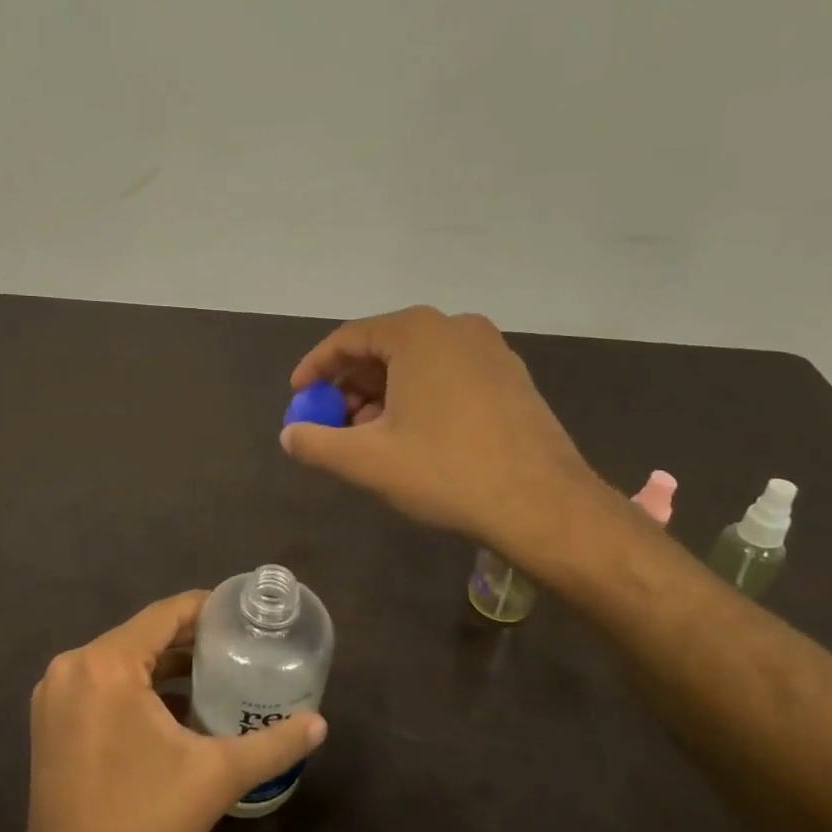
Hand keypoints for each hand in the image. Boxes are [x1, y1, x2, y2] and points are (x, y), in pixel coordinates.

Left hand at [16, 592, 328, 831]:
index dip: (207, 608)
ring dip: (165, 666)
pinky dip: (137, 688)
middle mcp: (73, 666)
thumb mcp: (216, 778)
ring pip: (122, 661)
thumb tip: (319, 723)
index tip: (244, 615)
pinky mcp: (50, 720)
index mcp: (106, 664)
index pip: (165, 614)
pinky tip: (175, 709)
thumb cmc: (141, 824)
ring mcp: (55, 694)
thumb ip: (272, 744)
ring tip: (216, 674)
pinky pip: (102, 684)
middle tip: (239, 648)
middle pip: (143, 635)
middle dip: (191, 640)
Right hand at [280, 306, 605, 559]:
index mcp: (417, 333)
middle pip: (383, 348)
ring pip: (416, 363)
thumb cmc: (446, 471)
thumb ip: (315, 443)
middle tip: (331, 423)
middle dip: (349, 386)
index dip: (315, 368)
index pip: (348, 338)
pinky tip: (411, 436)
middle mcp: (455, 327)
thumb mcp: (366, 460)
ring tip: (367, 437)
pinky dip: (417, 397)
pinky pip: (447, 375)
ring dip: (382, 395)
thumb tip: (288, 436)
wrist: (543, 505)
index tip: (298, 396)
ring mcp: (490, 350)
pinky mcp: (511, 377)